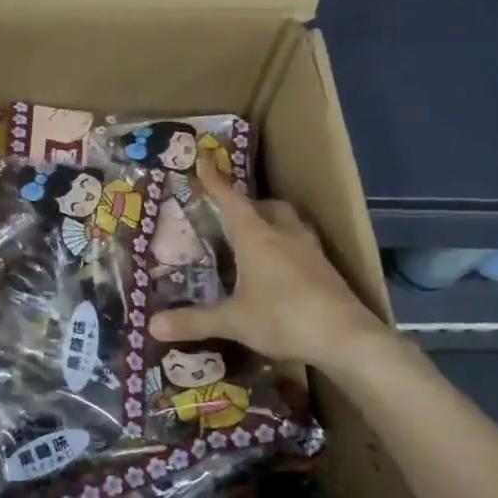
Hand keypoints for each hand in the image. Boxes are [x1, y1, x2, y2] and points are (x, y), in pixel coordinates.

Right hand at [149, 162, 387, 369]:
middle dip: (249, 205)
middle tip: (233, 216)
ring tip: (259, 237)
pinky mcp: (327, 268)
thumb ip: (194, 321)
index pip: (231, 201)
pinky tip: (283, 267)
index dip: (215, 181)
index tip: (204, 160)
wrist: (346, 337)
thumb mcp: (233, 322)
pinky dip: (289, 245)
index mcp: (256, 237)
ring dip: (273, 221)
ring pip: (290, 222)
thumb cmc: (283, 319)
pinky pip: (303, 243)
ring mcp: (310, 250)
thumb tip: (152, 325)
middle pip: (267, 206)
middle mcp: (284, 234)